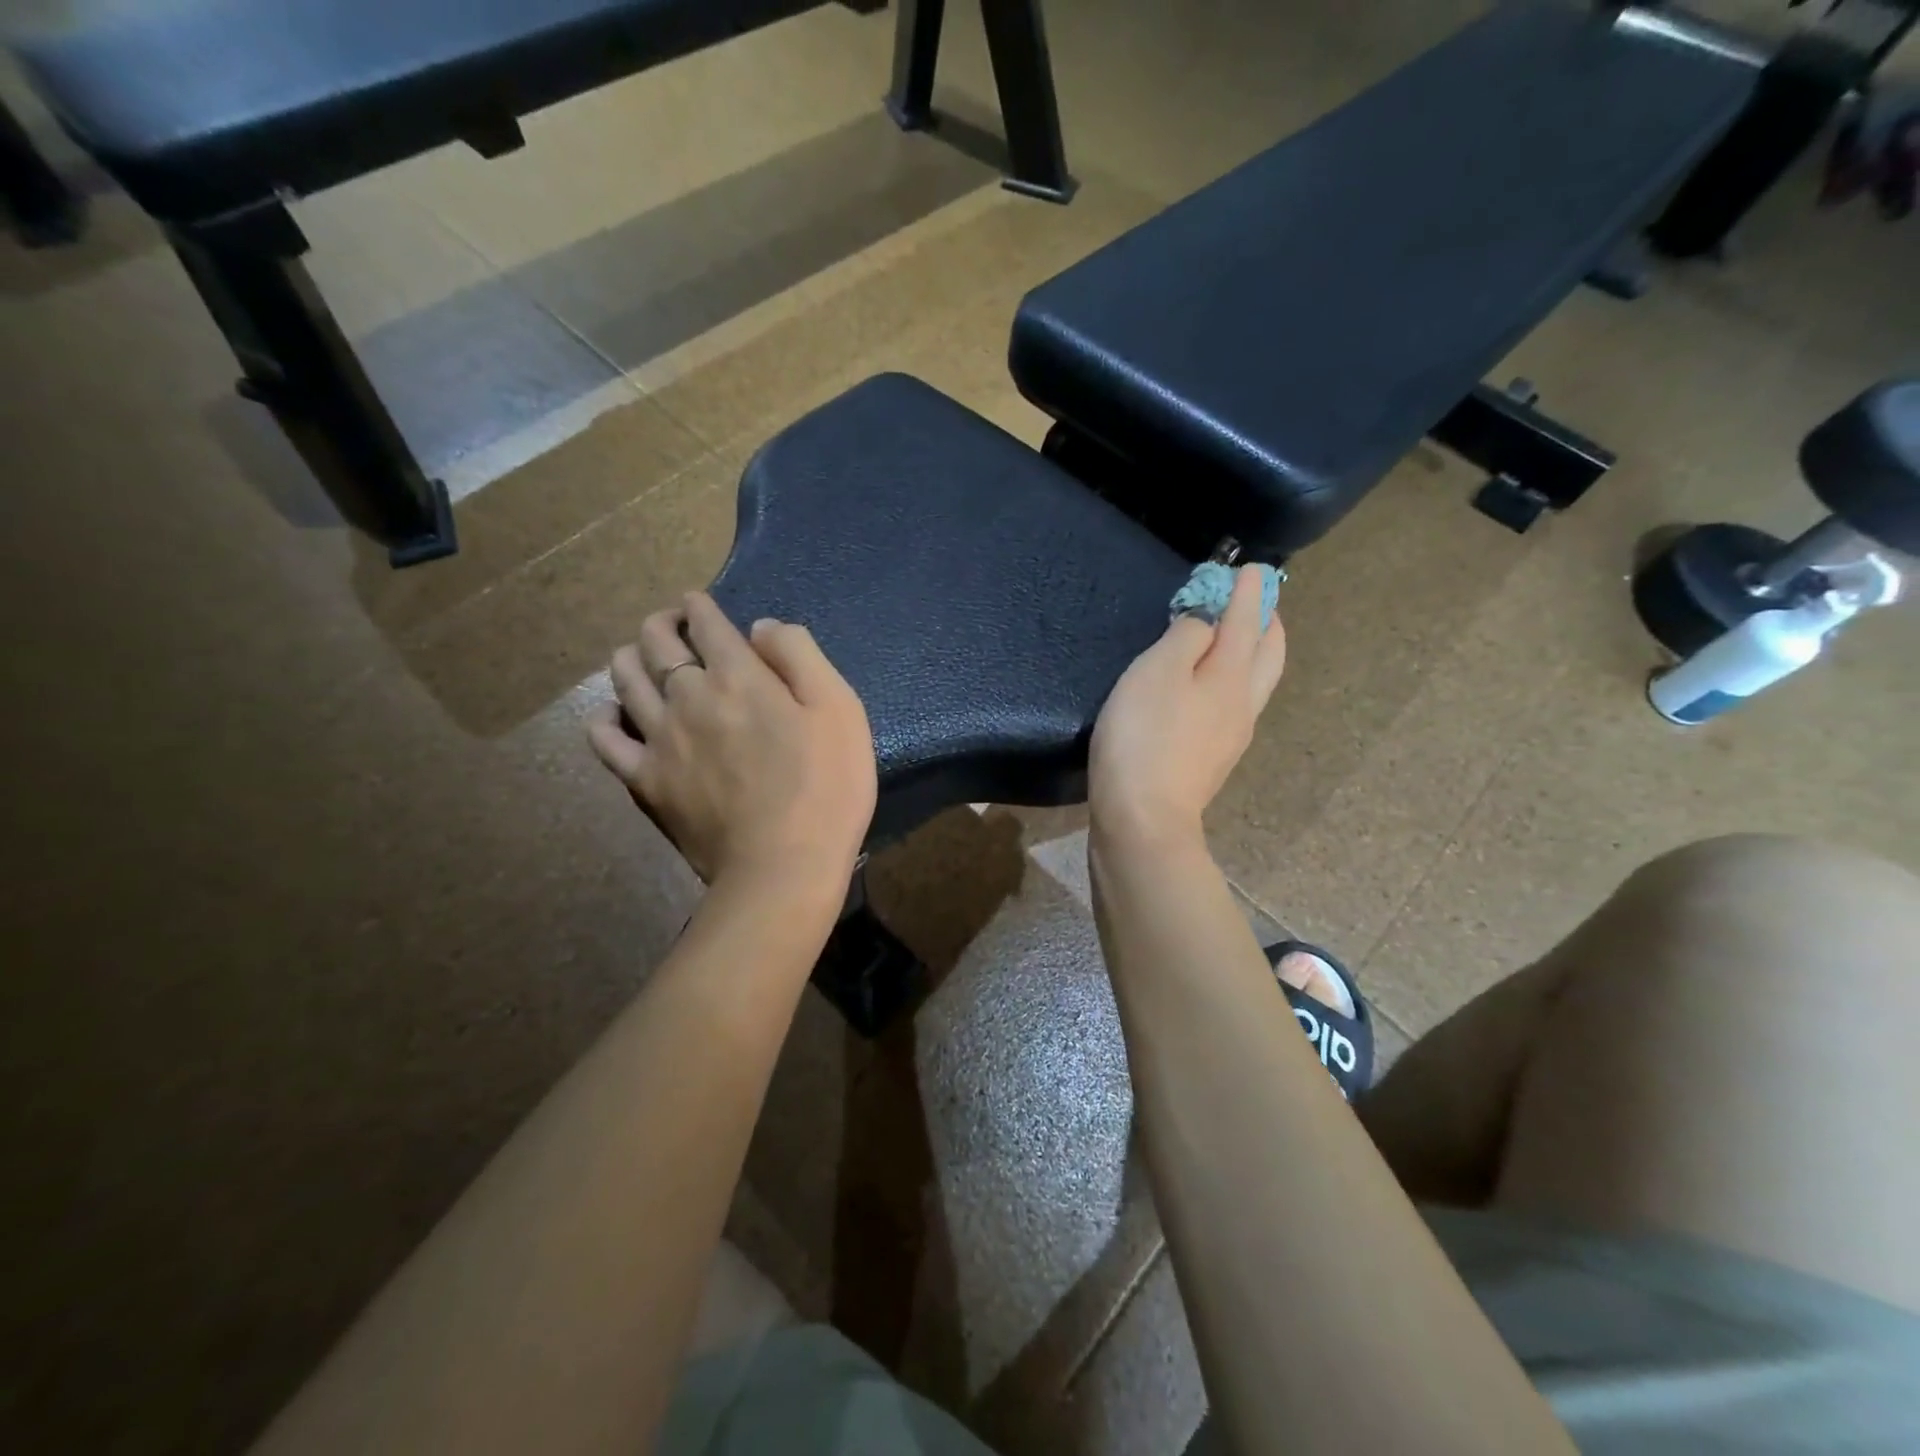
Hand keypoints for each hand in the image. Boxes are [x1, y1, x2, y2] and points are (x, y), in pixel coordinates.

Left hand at [588, 593, 877, 893]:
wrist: (784, 866)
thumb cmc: (826, 785)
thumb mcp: (840, 709)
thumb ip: (800, 655)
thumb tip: (760, 628)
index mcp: (739, 675)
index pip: (706, 622)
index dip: (701, 606)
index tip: (699, 604)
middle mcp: (689, 695)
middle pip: (657, 641)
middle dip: (663, 622)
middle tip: (674, 625)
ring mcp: (659, 738)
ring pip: (624, 678)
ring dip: (631, 656)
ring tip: (644, 659)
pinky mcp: (644, 780)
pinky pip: (604, 738)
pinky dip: (606, 717)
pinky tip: (618, 715)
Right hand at [1089, 566, 1286, 848]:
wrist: (1144, 819)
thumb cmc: (1144, 737)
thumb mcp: (1156, 674)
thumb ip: (1185, 639)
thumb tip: (1207, 622)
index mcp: (1232, 675)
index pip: (1246, 622)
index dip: (1247, 592)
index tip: (1252, 568)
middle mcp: (1244, 703)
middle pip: (1269, 654)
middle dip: (1267, 621)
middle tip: (1257, 600)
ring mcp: (1233, 735)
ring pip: (1258, 682)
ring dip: (1256, 651)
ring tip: (1242, 636)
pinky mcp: (1215, 759)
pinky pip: (1238, 704)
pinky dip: (1237, 678)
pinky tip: (1214, 685)